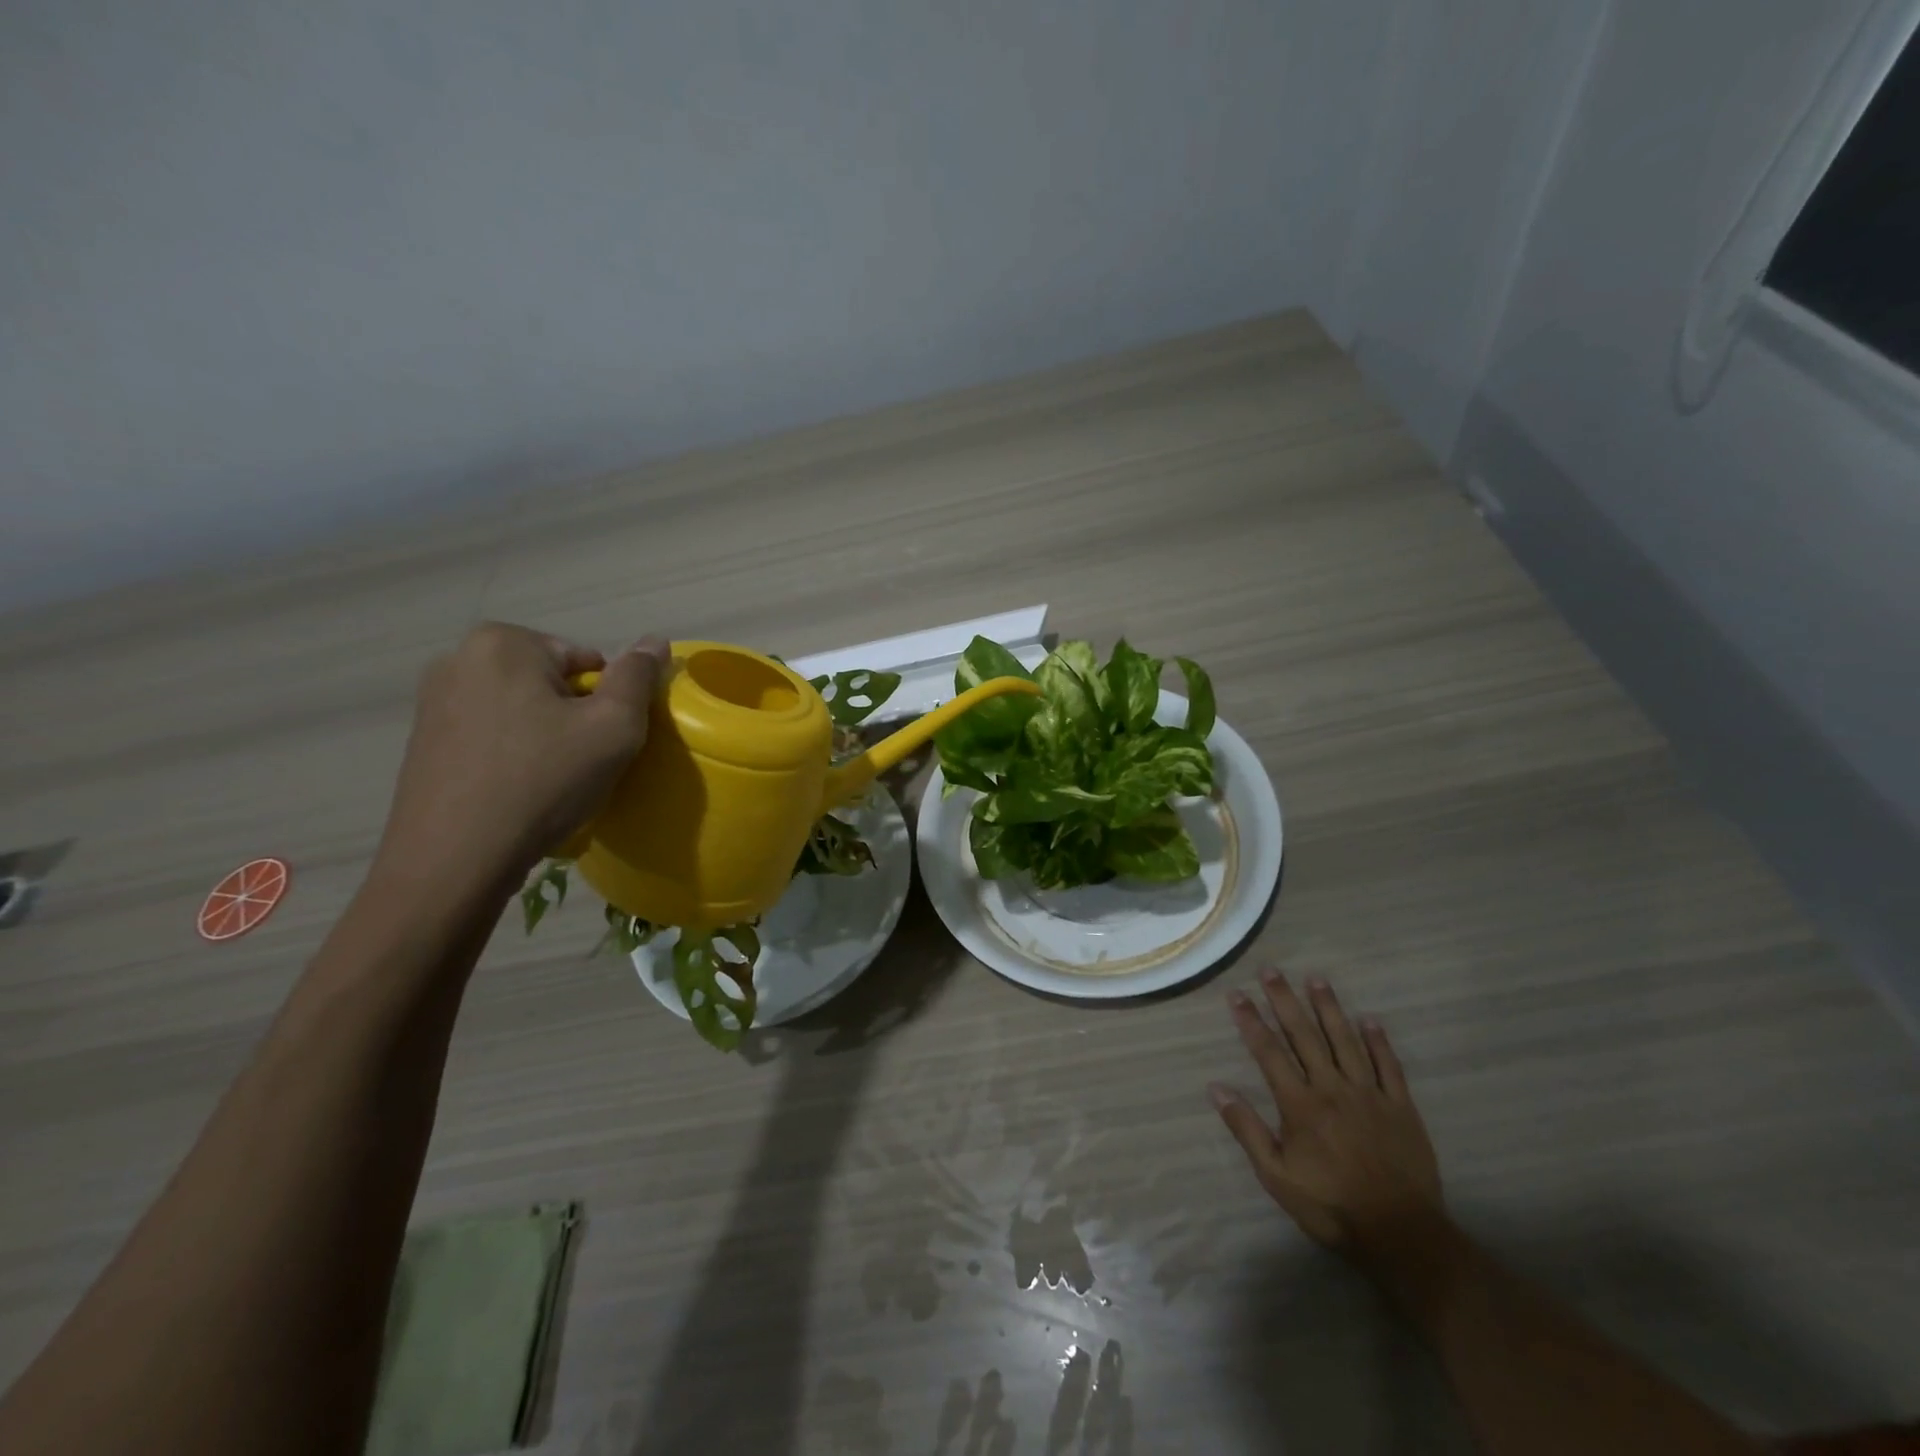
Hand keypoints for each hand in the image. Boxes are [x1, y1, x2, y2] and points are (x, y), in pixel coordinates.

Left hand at [375, 623, 670, 892]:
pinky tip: (516, 791)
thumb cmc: (543, 782)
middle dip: (573, 716)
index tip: (601, 744)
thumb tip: (655, 640)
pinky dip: (512, 754)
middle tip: (580, 764)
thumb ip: (638, 676)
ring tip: (549, 781)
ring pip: (521, 709)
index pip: (587, 660)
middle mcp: (458, 658)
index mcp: (504, 642)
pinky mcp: (422, 740)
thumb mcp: (614, 726)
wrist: (454, 860)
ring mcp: (432, 700)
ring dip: (544, 736)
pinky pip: (491, 734)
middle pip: (551, 682)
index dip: (606, 703)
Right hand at [1212, 969, 1443, 1262]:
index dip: (1250, 1021)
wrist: (1402, 1236)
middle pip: (1304, 1035)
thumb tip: (1216, 1087)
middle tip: (1271, 970)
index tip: (1237, 994)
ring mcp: (1370, 1095)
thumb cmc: (1331, 1207)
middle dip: (1285, 1000)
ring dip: (1329, 1008)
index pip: (1268, 1052)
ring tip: (1316, 979)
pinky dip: (1379, 1041)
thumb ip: (1247, 1129)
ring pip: (1345, 1041)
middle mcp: (1332, 1088)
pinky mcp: (1401, 1107)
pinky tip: (1370, 1020)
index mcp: (1300, 1104)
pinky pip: (1389, 1066)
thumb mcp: (1277, 1176)